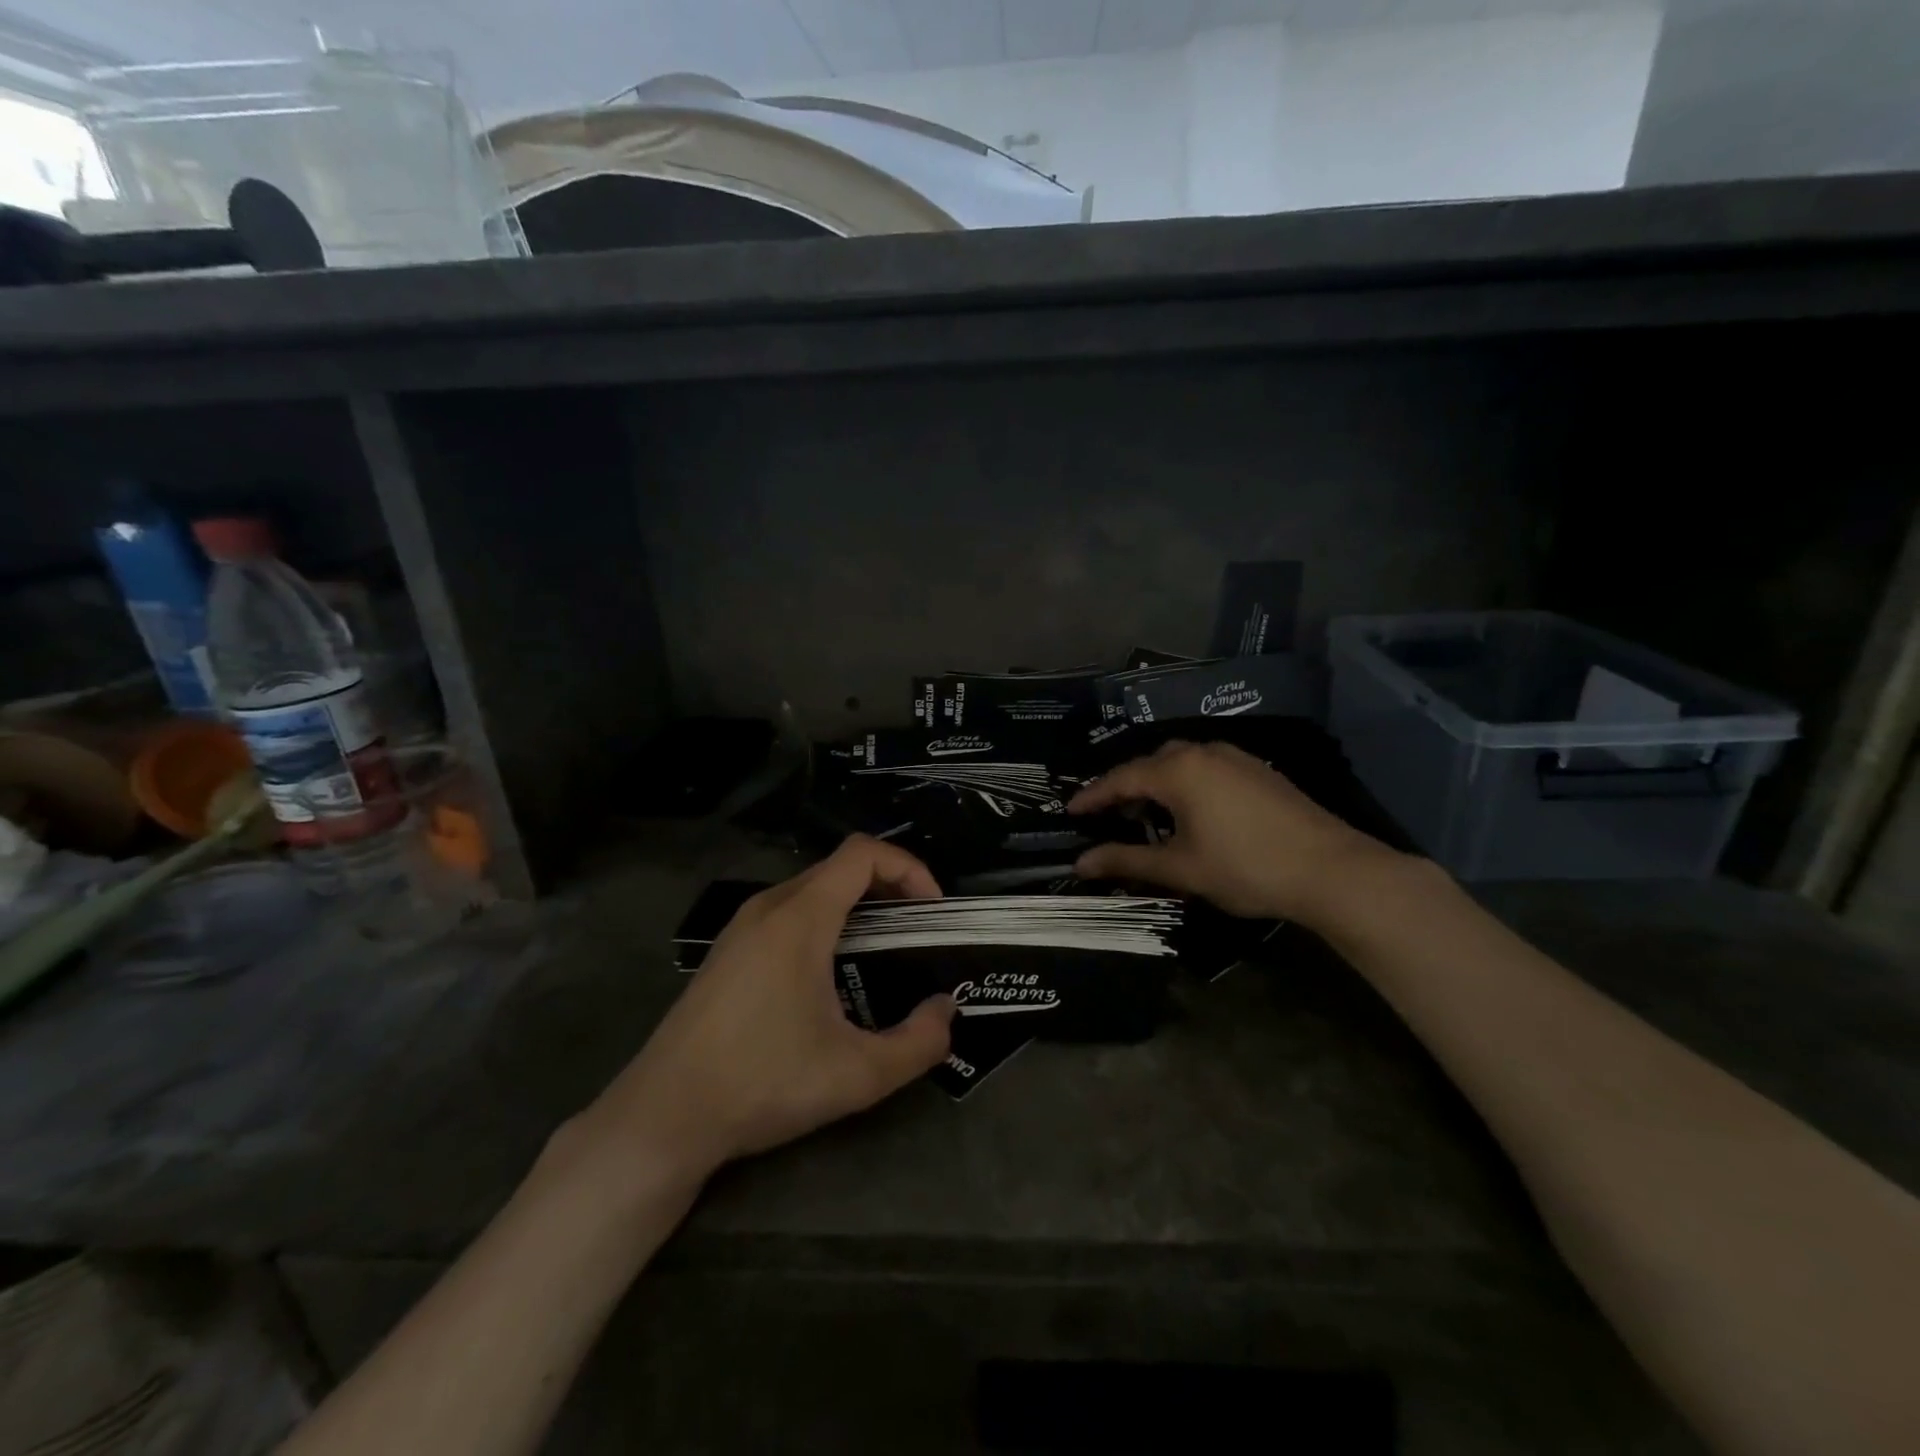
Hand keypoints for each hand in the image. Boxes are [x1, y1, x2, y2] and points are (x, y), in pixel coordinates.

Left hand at [578, 836, 955, 1184]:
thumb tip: (946, 1011)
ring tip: (881, 952)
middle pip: (840, 867)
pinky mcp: (728, 949)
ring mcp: (742, 926)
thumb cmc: (762, 1083)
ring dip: (856, 905)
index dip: (909, 867)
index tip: (932, 909)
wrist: (662, 1117)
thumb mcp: (856, 1075)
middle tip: (917, 931)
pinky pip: (788, 911)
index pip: (863, 853)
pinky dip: (825, 921)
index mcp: (800, 917)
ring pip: (813, 888)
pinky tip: (829, 975)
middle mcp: (769, 906)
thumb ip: (917, 1043)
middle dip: (889, 887)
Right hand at [1068, 740, 1393, 923]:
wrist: (1331, 869)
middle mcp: (1203, 752)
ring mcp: (1235, 758)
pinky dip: (1186, 785)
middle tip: (1109, 816)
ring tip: (1147, 815)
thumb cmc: (1245, 868)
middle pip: (1151, 764)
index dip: (1093, 795)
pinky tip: (1191, 813)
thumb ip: (1127, 861)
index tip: (1070, 810)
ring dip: (1158, 785)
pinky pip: (1207, 768)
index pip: (1121, 778)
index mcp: (1178, 770)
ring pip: (1182, 763)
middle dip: (1126, 788)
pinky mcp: (1258, 770)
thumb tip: (1080, 864)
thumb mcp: (1180, 868)